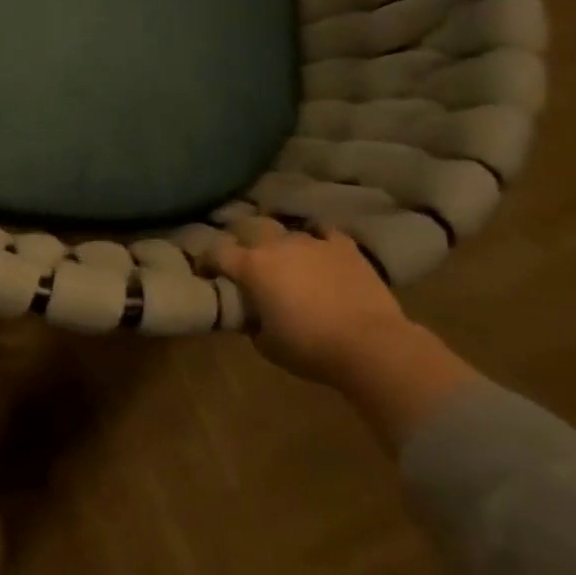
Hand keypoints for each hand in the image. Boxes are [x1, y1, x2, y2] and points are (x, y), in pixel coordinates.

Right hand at [209, 217, 417, 384]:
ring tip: (284, 256)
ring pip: (285, 231)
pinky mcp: (344, 247)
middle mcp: (276, 245)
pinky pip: (324, 232)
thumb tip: (252, 314)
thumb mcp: (266, 343)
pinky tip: (319, 248)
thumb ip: (252, 322)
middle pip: (248, 227)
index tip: (205, 271)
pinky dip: (317, 238)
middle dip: (241, 238)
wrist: (371, 345)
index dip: (206, 260)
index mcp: (250, 267)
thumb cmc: (310, 347)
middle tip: (243, 256)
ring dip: (280, 243)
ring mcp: (311, 242)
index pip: (215, 252)